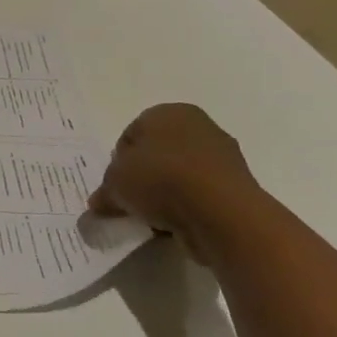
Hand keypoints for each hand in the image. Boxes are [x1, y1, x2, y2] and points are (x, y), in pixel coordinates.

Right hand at [88, 104, 264, 260]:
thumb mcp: (115, 184)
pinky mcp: (237, 186)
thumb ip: (104, 191)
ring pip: (179, 175)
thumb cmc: (160, 180)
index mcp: (167, 112)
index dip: (118, 162)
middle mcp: (198, 126)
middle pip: (157, 154)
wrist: (221, 212)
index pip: (130, 135)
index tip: (115, 185)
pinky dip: (187, 207)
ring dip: (165, 194)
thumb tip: (99, 203)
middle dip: (143, 177)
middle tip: (131, 201)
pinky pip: (200, 195)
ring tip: (153, 218)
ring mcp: (222, 156)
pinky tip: (177, 223)